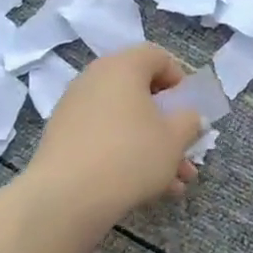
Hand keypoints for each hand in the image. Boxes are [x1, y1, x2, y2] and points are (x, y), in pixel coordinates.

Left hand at [27, 45, 204, 222]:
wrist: (68, 196)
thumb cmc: (131, 155)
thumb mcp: (175, 138)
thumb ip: (189, 121)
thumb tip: (188, 117)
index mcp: (123, 67)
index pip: (156, 56)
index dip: (179, 79)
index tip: (188, 109)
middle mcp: (94, 79)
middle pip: (140, 93)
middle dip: (168, 125)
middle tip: (185, 151)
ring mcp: (74, 108)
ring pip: (125, 122)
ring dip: (152, 147)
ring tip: (174, 183)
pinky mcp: (63, 137)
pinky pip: (104, 138)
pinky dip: (126, 156)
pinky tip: (146, 189)